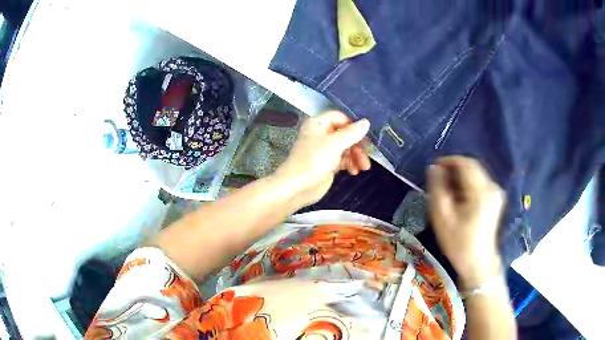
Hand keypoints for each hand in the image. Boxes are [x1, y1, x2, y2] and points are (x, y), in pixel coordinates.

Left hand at [274, 110, 370, 207]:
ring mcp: (325, 150)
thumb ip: (352, 133)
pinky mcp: (329, 163)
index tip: (366, 133)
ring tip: (364, 167)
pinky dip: (351, 164)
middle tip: (367, 154)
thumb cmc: (313, 161)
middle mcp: (322, 134)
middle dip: (358, 144)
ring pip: (347, 148)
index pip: (340, 117)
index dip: (353, 124)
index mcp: (318, 124)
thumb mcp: (334, 144)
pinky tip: (355, 171)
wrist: (297, 187)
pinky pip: (344, 160)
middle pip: (346, 134)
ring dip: (357, 156)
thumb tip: (366, 122)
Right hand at [427, 156, 505, 287]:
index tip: (435, 167)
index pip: (466, 163)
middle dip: (454, 170)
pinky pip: (480, 183)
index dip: (449, 161)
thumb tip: (434, 168)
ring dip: (460, 178)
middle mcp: (492, 187)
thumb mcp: (442, 218)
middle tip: (439, 182)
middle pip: (472, 167)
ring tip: (447, 192)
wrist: (478, 263)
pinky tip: (459, 199)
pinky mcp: (496, 199)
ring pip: (476, 175)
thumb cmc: (459, 243)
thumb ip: (437, 189)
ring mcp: (496, 193)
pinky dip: (468, 185)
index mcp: (481, 192)